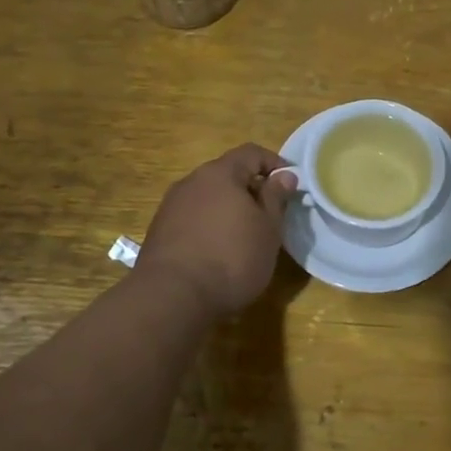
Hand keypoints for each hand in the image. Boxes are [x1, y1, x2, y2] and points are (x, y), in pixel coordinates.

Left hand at [138, 144, 297, 315]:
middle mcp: (191, 181)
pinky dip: (209, 225)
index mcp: (220, 173)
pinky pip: (192, 217)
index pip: (251, 152)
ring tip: (244, 235)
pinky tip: (217, 251)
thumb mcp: (268, 230)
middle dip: (250, 188)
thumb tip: (284, 175)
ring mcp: (171, 206)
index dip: (274, 163)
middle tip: (270, 214)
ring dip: (228, 208)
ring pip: (208, 197)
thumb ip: (276, 198)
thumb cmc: (231, 258)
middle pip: (226, 174)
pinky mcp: (159, 231)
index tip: (291, 183)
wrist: (172, 297)